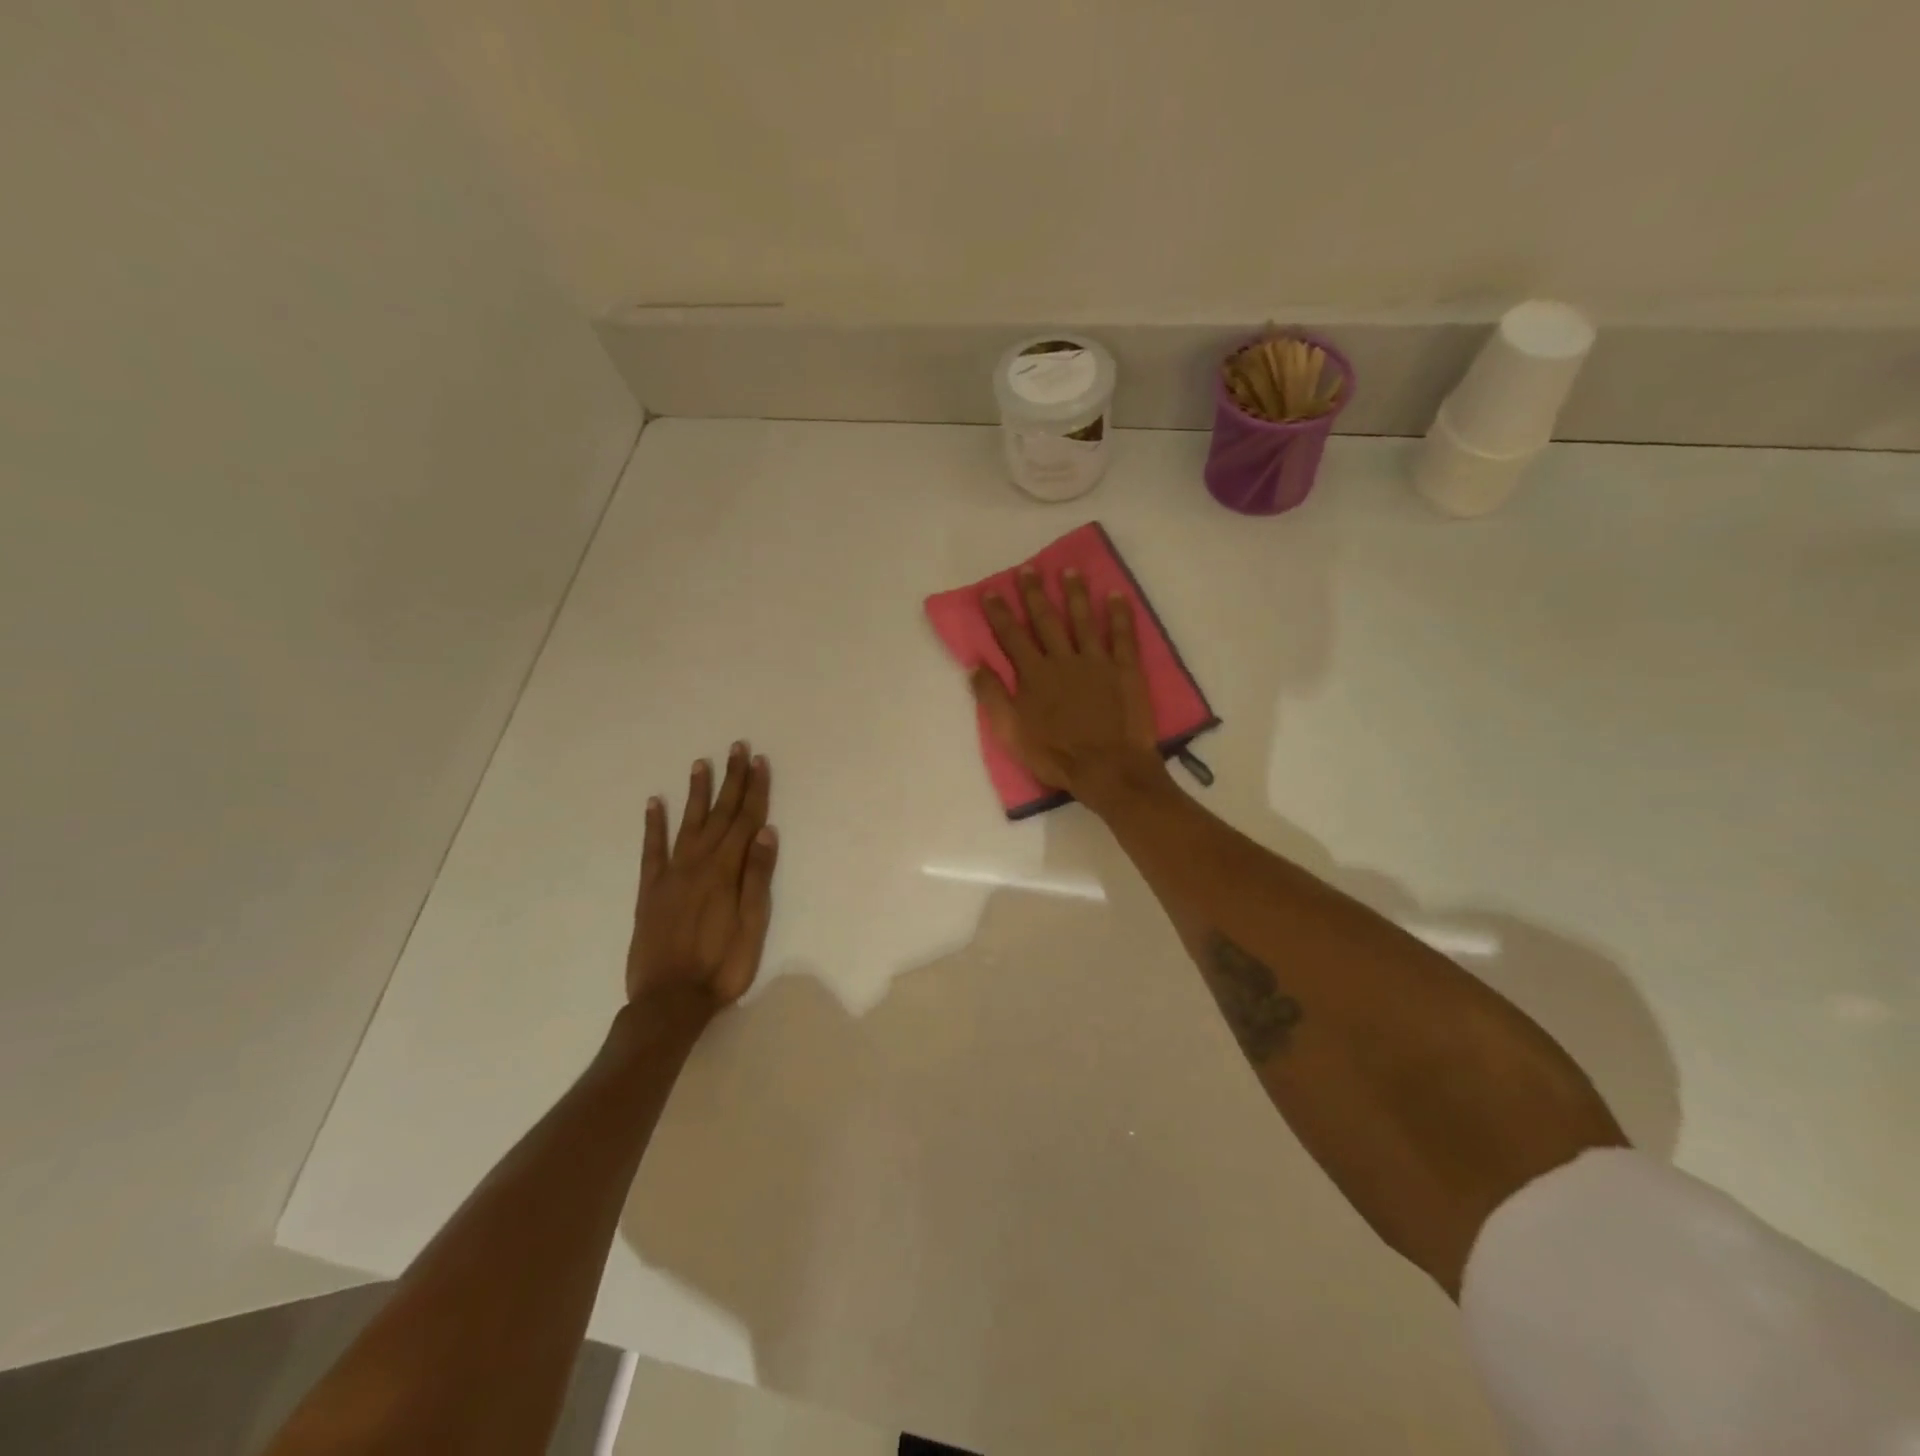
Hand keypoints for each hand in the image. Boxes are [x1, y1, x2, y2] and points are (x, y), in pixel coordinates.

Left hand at [628, 743, 778, 1016]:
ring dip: (697, 792)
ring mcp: (671, 875)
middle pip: (720, 814)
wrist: (668, 1002)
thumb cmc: (721, 967)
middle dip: (731, 780)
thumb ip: (757, 878)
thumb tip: (766, 832)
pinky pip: (651, 850)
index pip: (746, 821)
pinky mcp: (650, 890)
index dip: (755, 790)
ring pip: (687, 823)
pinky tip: (654, 803)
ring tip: (701, 763)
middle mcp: (697, 864)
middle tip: (737, 748)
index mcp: (726, 871)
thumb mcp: (752, 926)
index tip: (759, 761)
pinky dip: (653, 825)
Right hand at [971, 567, 1163, 799]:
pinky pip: (1122, 635)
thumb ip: (993, 697)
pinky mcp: (1125, 669)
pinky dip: (1119, 614)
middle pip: (1046, 620)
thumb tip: (975, 666)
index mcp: (1034, 675)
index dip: (999, 613)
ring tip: (1069, 570)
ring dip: (1075, 594)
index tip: (990, 591)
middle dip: (1034, 594)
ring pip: (1083, 619)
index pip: (1011, 637)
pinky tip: (1116, 595)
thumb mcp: (1011, 733)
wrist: (1108, 768)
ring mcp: (1096, 661)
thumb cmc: (1055, 755)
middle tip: (1028, 569)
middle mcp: (1062, 659)